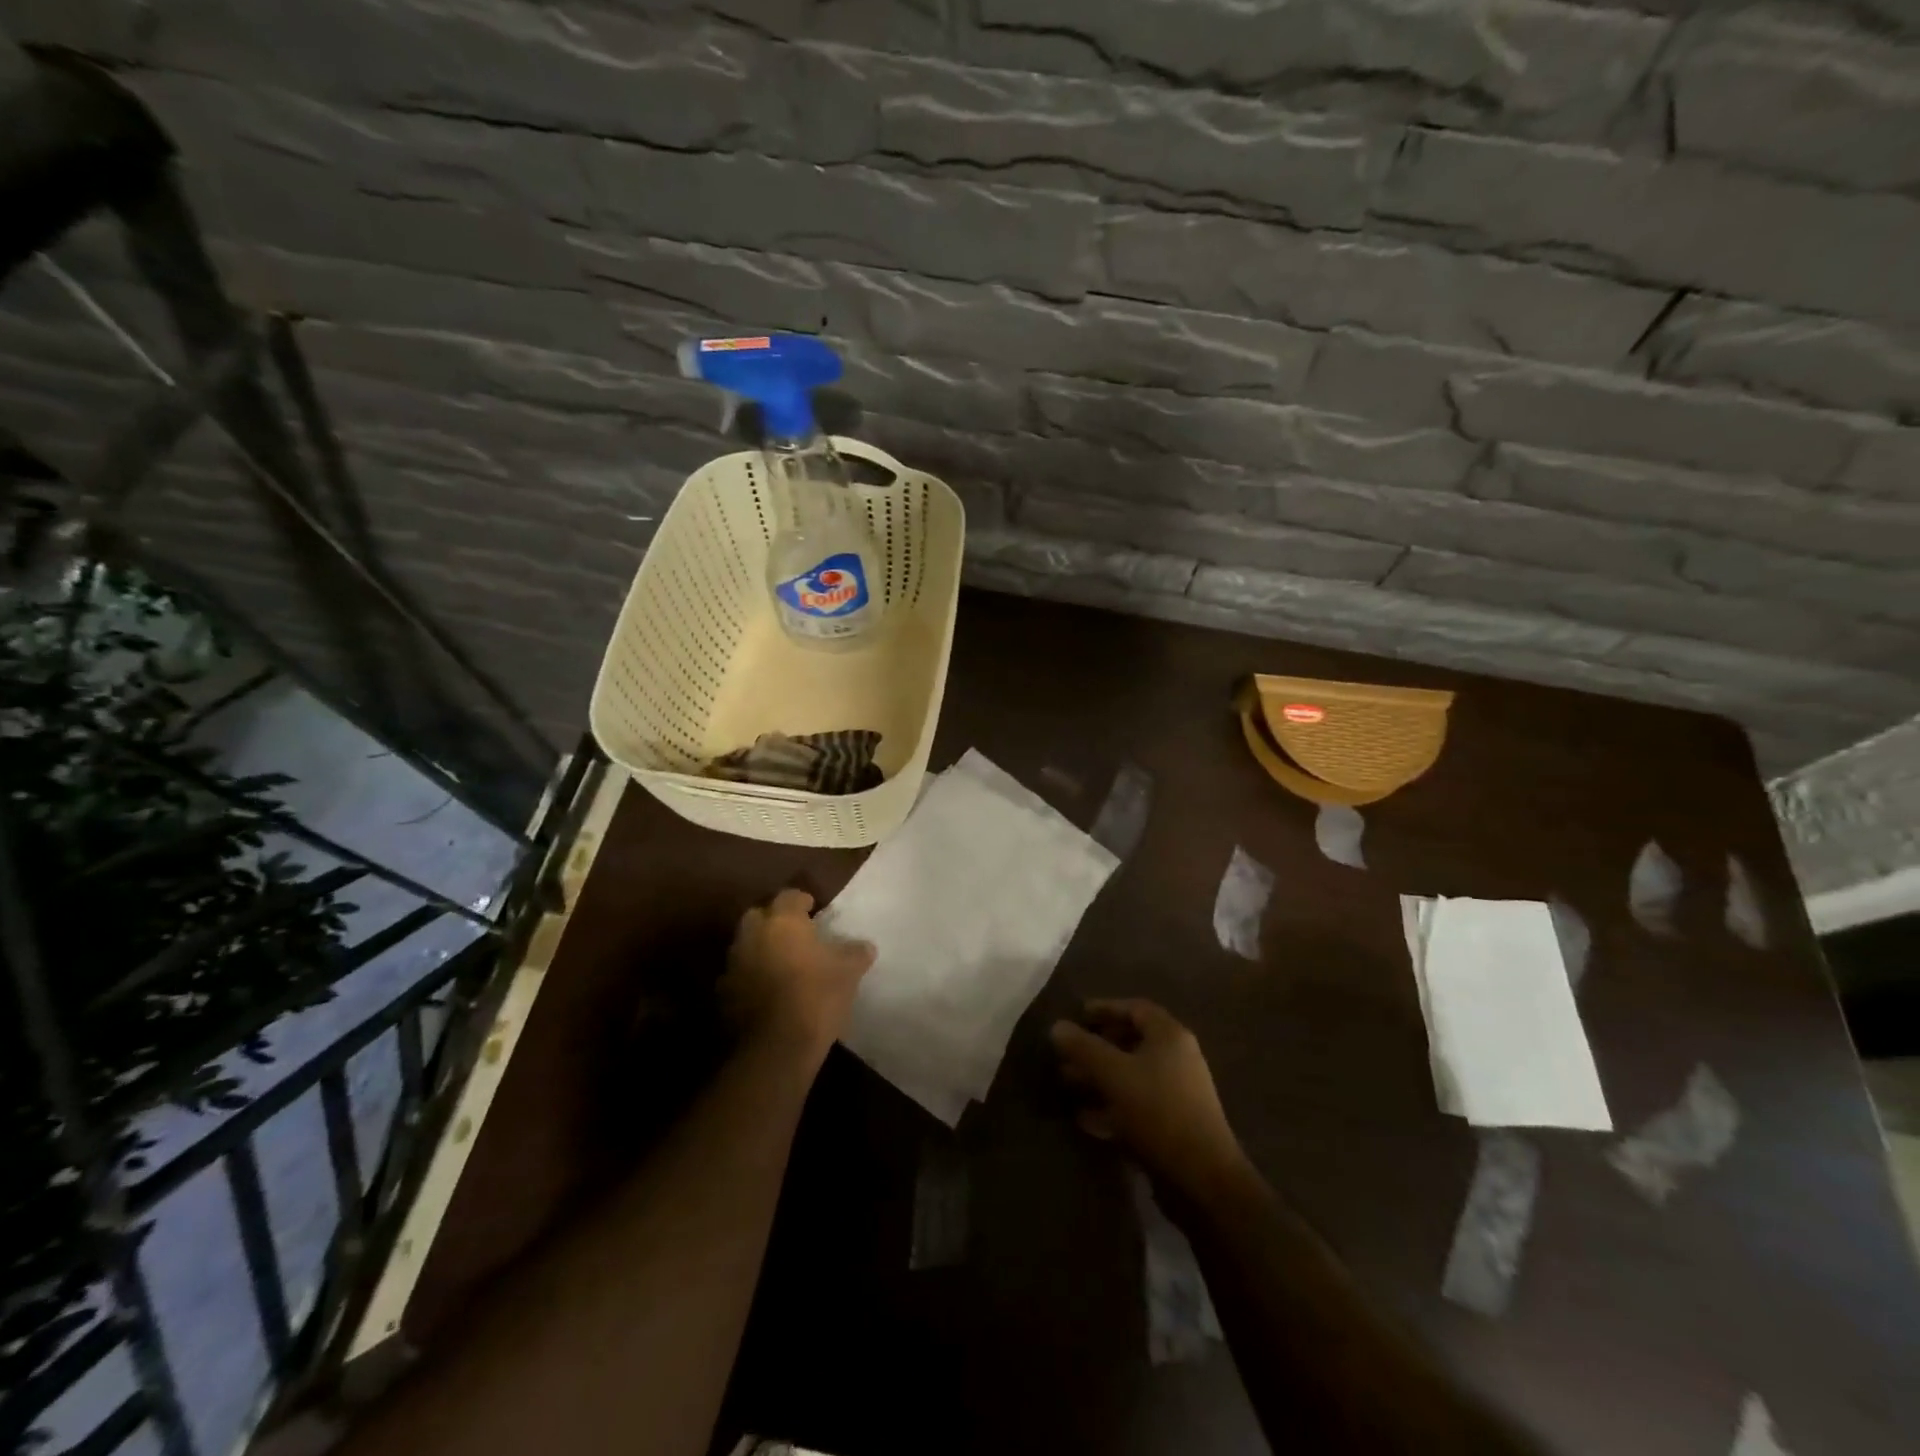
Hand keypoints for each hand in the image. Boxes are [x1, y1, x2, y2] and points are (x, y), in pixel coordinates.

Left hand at [722, 888, 874, 1063]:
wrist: (775, 1048)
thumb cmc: (816, 997)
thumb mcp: (848, 972)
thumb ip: (856, 953)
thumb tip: (865, 946)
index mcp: (782, 921)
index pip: (789, 896)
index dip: (802, 901)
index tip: (814, 910)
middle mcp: (752, 935)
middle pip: (758, 916)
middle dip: (773, 922)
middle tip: (794, 936)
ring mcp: (733, 965)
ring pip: (745, 946)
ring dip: (760, 950)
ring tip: (781, 966)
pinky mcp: (722, 995)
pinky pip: (738, 977)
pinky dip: (749, 979)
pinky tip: (766, 994)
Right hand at [1050, 999, 1249, 1196]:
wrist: (1203, 1178)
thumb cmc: (1158, 1111)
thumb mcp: (1114, 1074)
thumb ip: (1084, 1048)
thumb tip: (1057, 1026)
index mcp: (1169, 1036)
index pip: (1134, 1009)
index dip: (1104, 1008)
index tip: (1076, 1016)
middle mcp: (1177, 1058)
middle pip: (1132, 1042)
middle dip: (1096, 1047)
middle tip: (1066, 1054)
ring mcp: (1178, 1092)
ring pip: (1131, 1075)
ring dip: (1099, 1078)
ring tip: (1068, 1084)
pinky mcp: (1174, 1124)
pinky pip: (1137, 1104)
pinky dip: (1111, 1106)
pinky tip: (1085, 1118)